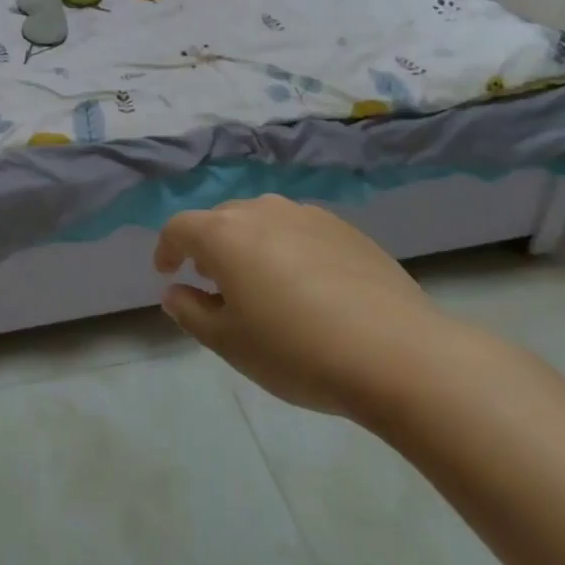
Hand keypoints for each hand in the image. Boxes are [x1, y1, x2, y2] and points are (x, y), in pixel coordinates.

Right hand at [154, 196, 456, 420]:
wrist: (397, 353)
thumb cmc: (297, 351)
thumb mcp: (230, 343)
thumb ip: (192, 312)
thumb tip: (175, 291)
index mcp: (224, 234)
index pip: (179, 228)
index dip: (166, 248)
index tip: (167, 272)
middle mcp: (261, 211)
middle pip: (221, 220)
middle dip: (210, 247)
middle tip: (215, 285)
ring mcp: (307, 215)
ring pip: (262, 222)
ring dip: (250, 246)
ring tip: (262, 285)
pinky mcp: (345, 228)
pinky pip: (300, 231)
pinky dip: (288, 250)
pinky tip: (308, 287)